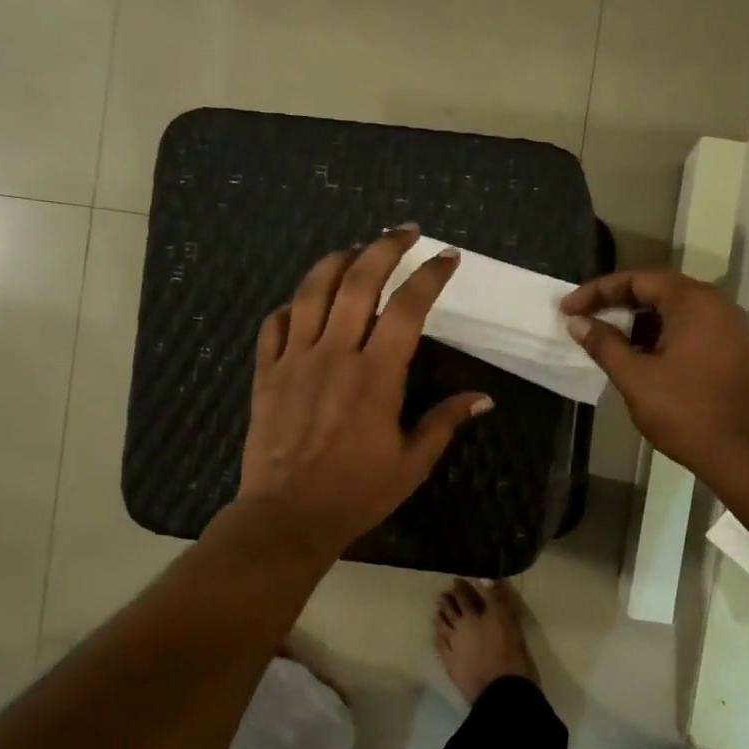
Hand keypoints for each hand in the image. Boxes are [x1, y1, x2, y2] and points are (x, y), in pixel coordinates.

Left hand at [237, 227, 491, 559]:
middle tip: (405, 232)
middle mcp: (335, 354)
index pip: (407, 307)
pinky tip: (304, 301)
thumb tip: (483, 398)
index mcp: (376, 375)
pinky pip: (275, 324)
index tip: (446, 257)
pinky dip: (292, 304)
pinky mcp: (265, 373)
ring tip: (355, 249)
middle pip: (358, 281)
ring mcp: (295, 360)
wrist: (286, 516)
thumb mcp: (411, 463)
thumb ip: (444, 422)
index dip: (430, 276)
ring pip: (312, 291)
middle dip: (384, 247)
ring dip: (336, 261)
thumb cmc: (356, 492)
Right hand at [562, 270, 748, 482]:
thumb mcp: (636, 378)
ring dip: (639, 322)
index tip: (567, 310)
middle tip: (584, 319)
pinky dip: (661, 335)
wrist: (745, 452)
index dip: (597, 292)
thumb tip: (577, 323)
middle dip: (617, 304)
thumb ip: (604, 345)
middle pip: (657, 290)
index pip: (637, 280)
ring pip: (674, 311)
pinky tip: (640, 358)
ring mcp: (728, 327)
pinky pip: (690, 329)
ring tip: (607, 341)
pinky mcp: (733, 350)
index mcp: (692, 301)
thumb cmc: (686, 411)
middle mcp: (715, 304)